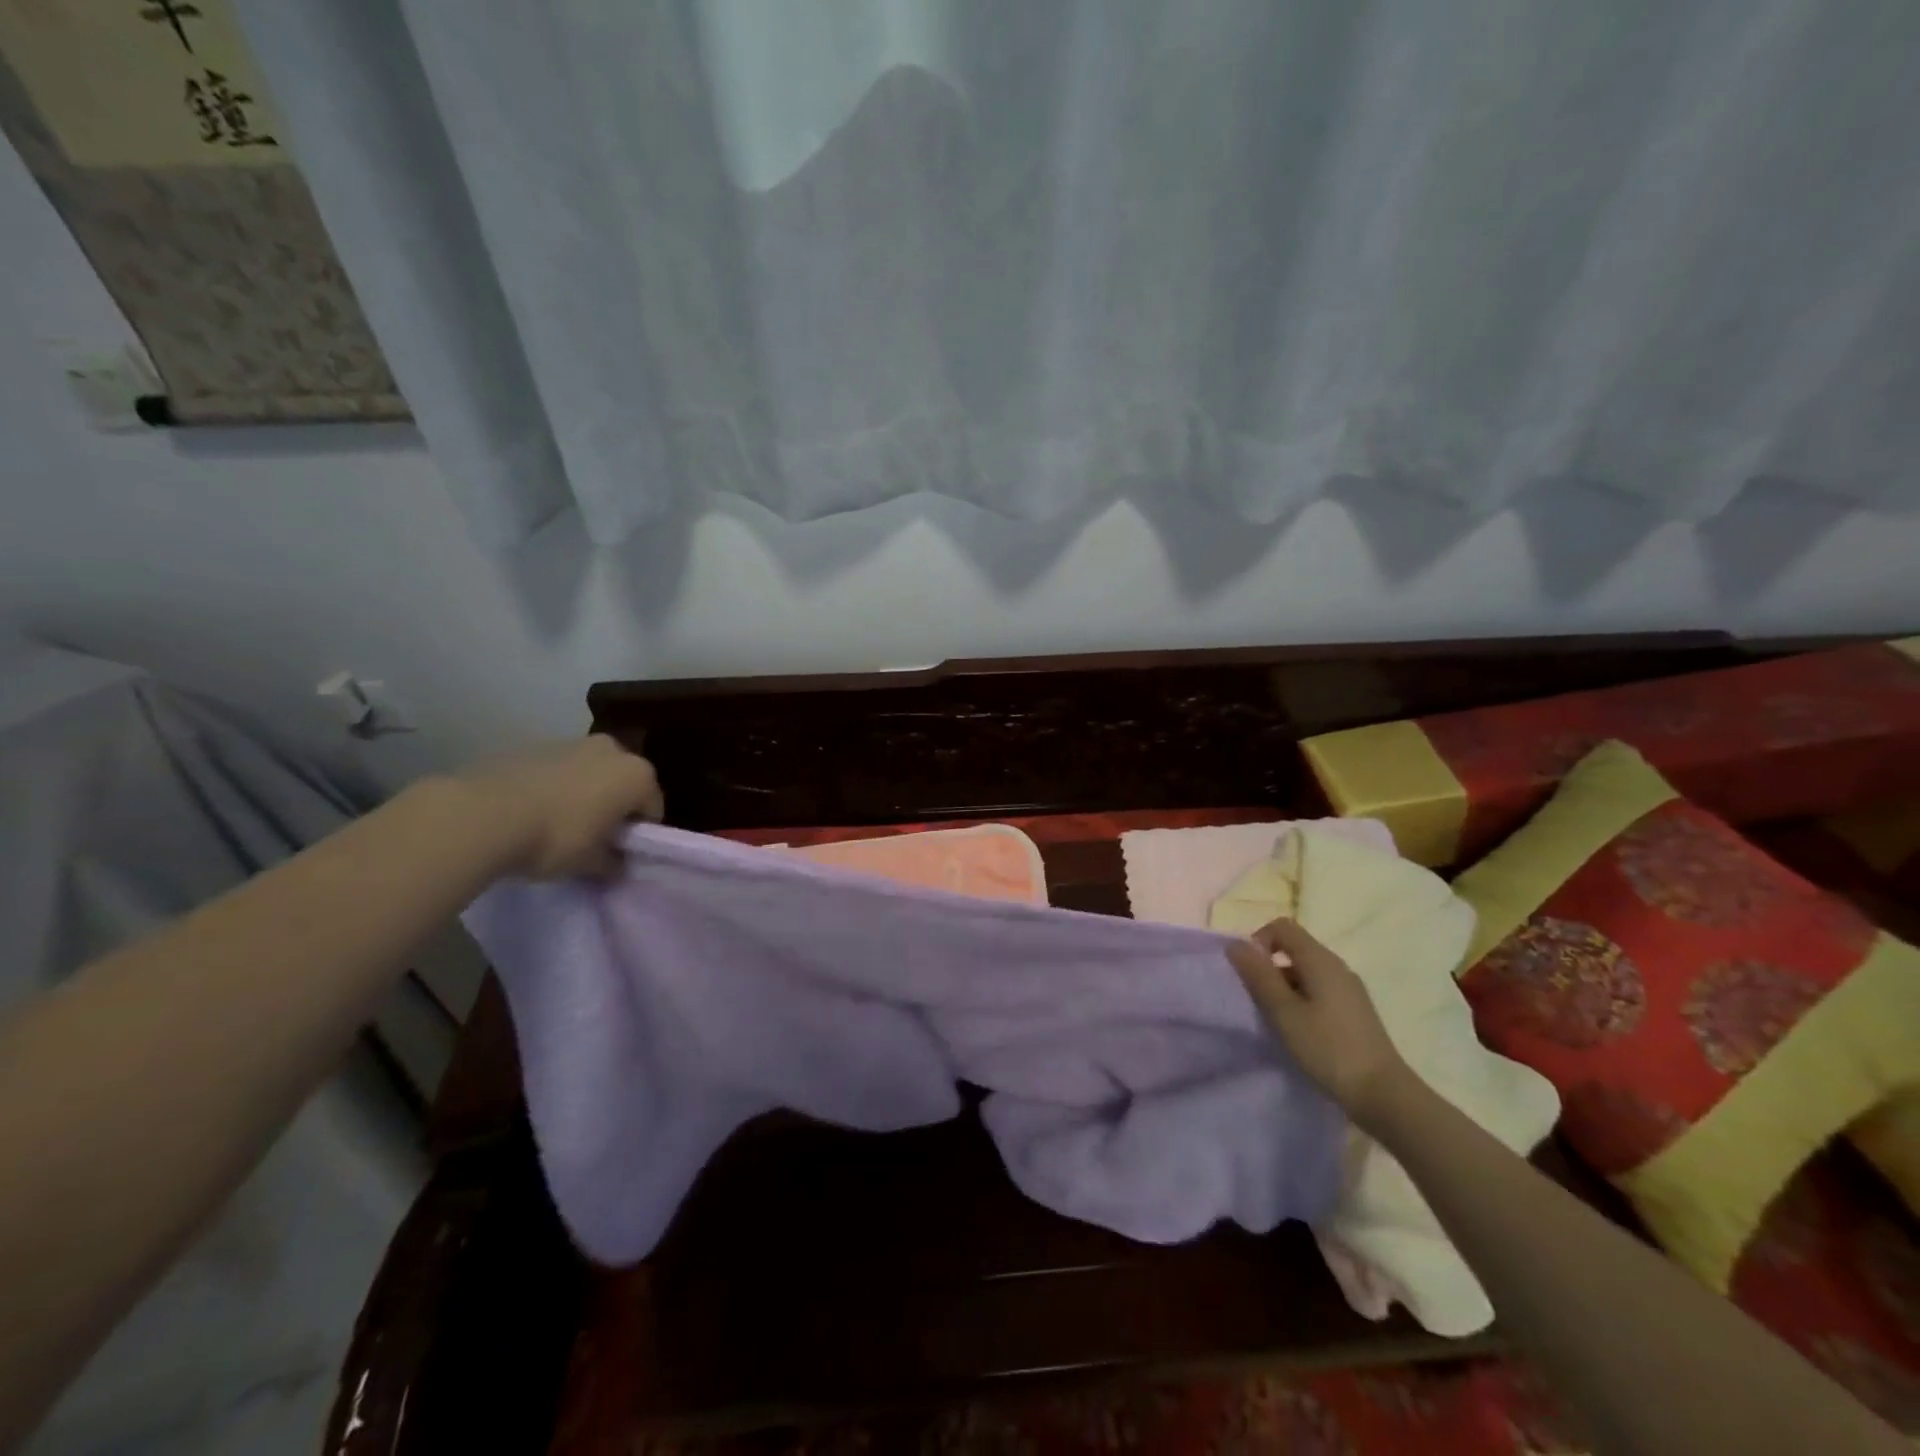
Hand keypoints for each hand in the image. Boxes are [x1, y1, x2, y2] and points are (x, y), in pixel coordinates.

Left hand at [455, 735, 663, 879]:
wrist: (482, 815)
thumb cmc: (555, 838)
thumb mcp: (591, 863)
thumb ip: (613, 863)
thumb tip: (618, 865)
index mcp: (637, 775)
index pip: (652, 809)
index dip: (638, 835)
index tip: (618, 854)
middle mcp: (612, 750)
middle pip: (623, 784)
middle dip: (613, 808)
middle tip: (592, 838)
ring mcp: (572, 742)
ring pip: (590, 774)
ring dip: (584, 795)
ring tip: (557, 826)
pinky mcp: (534, 745)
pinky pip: (557, 771)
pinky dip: (554, 788)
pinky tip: (532, 812)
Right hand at [1226, 917, 1410, 1121]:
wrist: (1384, 1094)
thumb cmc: (1328, 1049)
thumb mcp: (1284, 1012)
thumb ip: (1259, 976)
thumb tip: (1235, 945)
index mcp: (1320, 959)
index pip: (1281, 927)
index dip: (1258, 942)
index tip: (1250, 974)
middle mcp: (1337, 966)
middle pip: (1294, 948)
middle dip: (1269, 968)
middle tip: (1259, 1002)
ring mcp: (1349, 989)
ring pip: (1305, 972)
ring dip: (1284, 987)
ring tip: (1277, 1021)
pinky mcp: (1354, 1010)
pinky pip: (1319, 990)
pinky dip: (1301, 1001)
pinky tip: (1300, 1031)